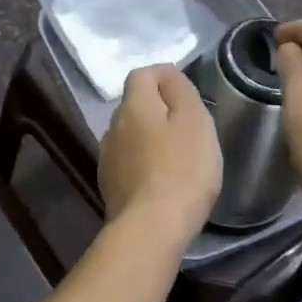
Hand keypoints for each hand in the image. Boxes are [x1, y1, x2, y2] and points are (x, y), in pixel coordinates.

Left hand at [99, 65, 221, 245]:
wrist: (151, 227)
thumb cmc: (182, 169)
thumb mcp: (194, 121)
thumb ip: (180, 90)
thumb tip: (167, 74)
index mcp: (133, 106)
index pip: (141, 74)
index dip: (163, 76)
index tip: (186, 90)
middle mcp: (112, 126)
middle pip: (135, 104)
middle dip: (158, 108)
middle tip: (188, 125)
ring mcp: (107, 156)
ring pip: (130, 133)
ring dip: (149, 136)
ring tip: (176, 154)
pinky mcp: (108, 183)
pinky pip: (127, 160)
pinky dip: (143, 161)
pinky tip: (160, 178)